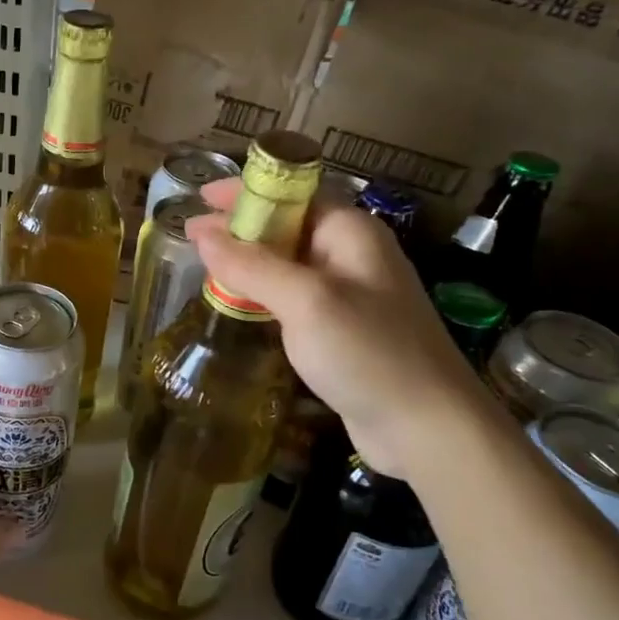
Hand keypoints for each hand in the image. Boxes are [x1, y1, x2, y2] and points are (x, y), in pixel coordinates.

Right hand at [188, 178, 493, 476]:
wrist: (427, 427)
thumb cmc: (368, 352)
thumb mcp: (305, 301)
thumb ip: (251, 265)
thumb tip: (202, 234)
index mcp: (350, 232)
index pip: (292, 194)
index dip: (245, 191)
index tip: (200, 197)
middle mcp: (351, 255)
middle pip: (287, 226)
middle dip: (240, 227)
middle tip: (192, 237)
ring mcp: (349, 295)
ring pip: (288, 265)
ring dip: (248, 263)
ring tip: (204, 267)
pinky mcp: (342, 330)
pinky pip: (294, 298)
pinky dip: (263, 295)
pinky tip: (238, 305)